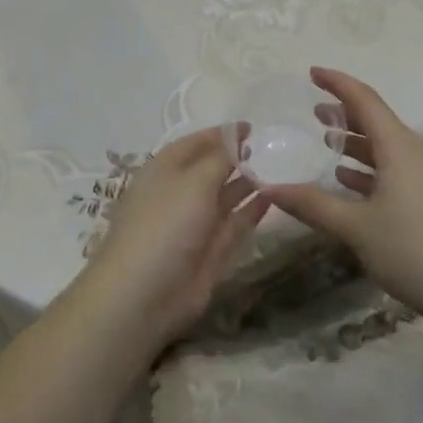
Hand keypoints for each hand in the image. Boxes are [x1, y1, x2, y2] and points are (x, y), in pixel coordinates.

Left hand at [82, 126, 269, 343]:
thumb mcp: (194, 181)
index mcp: (164, 170)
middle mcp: (179, 193)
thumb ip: (220, 158)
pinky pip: (234, 224)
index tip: (251, 127)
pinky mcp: (210, 252)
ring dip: (247, 183)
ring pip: (224, 197)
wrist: (144, 295)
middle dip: (236, 158)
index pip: (195, 143)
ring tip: (278, 168)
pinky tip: (273, 196)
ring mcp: (194, 224)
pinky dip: (252, 210)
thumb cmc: (165, 224)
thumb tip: (235, 135)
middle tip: (270, 147)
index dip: (221, 134)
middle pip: (210, 169)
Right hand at [267, 68, 422, 324]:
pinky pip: (396, 168)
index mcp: (398, 146)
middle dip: (344, 113)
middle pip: (376, 120)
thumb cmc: (413, 250)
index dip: (337, 83)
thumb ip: (313, 204)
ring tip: (327, 144)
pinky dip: (370, 167)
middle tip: (314, 112)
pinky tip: (351, 183)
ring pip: (386, 147)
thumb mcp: (356, 227)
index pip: (364, 99)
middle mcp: (415, 152)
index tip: (311, 72)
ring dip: (357, 142)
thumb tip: (269, 188)